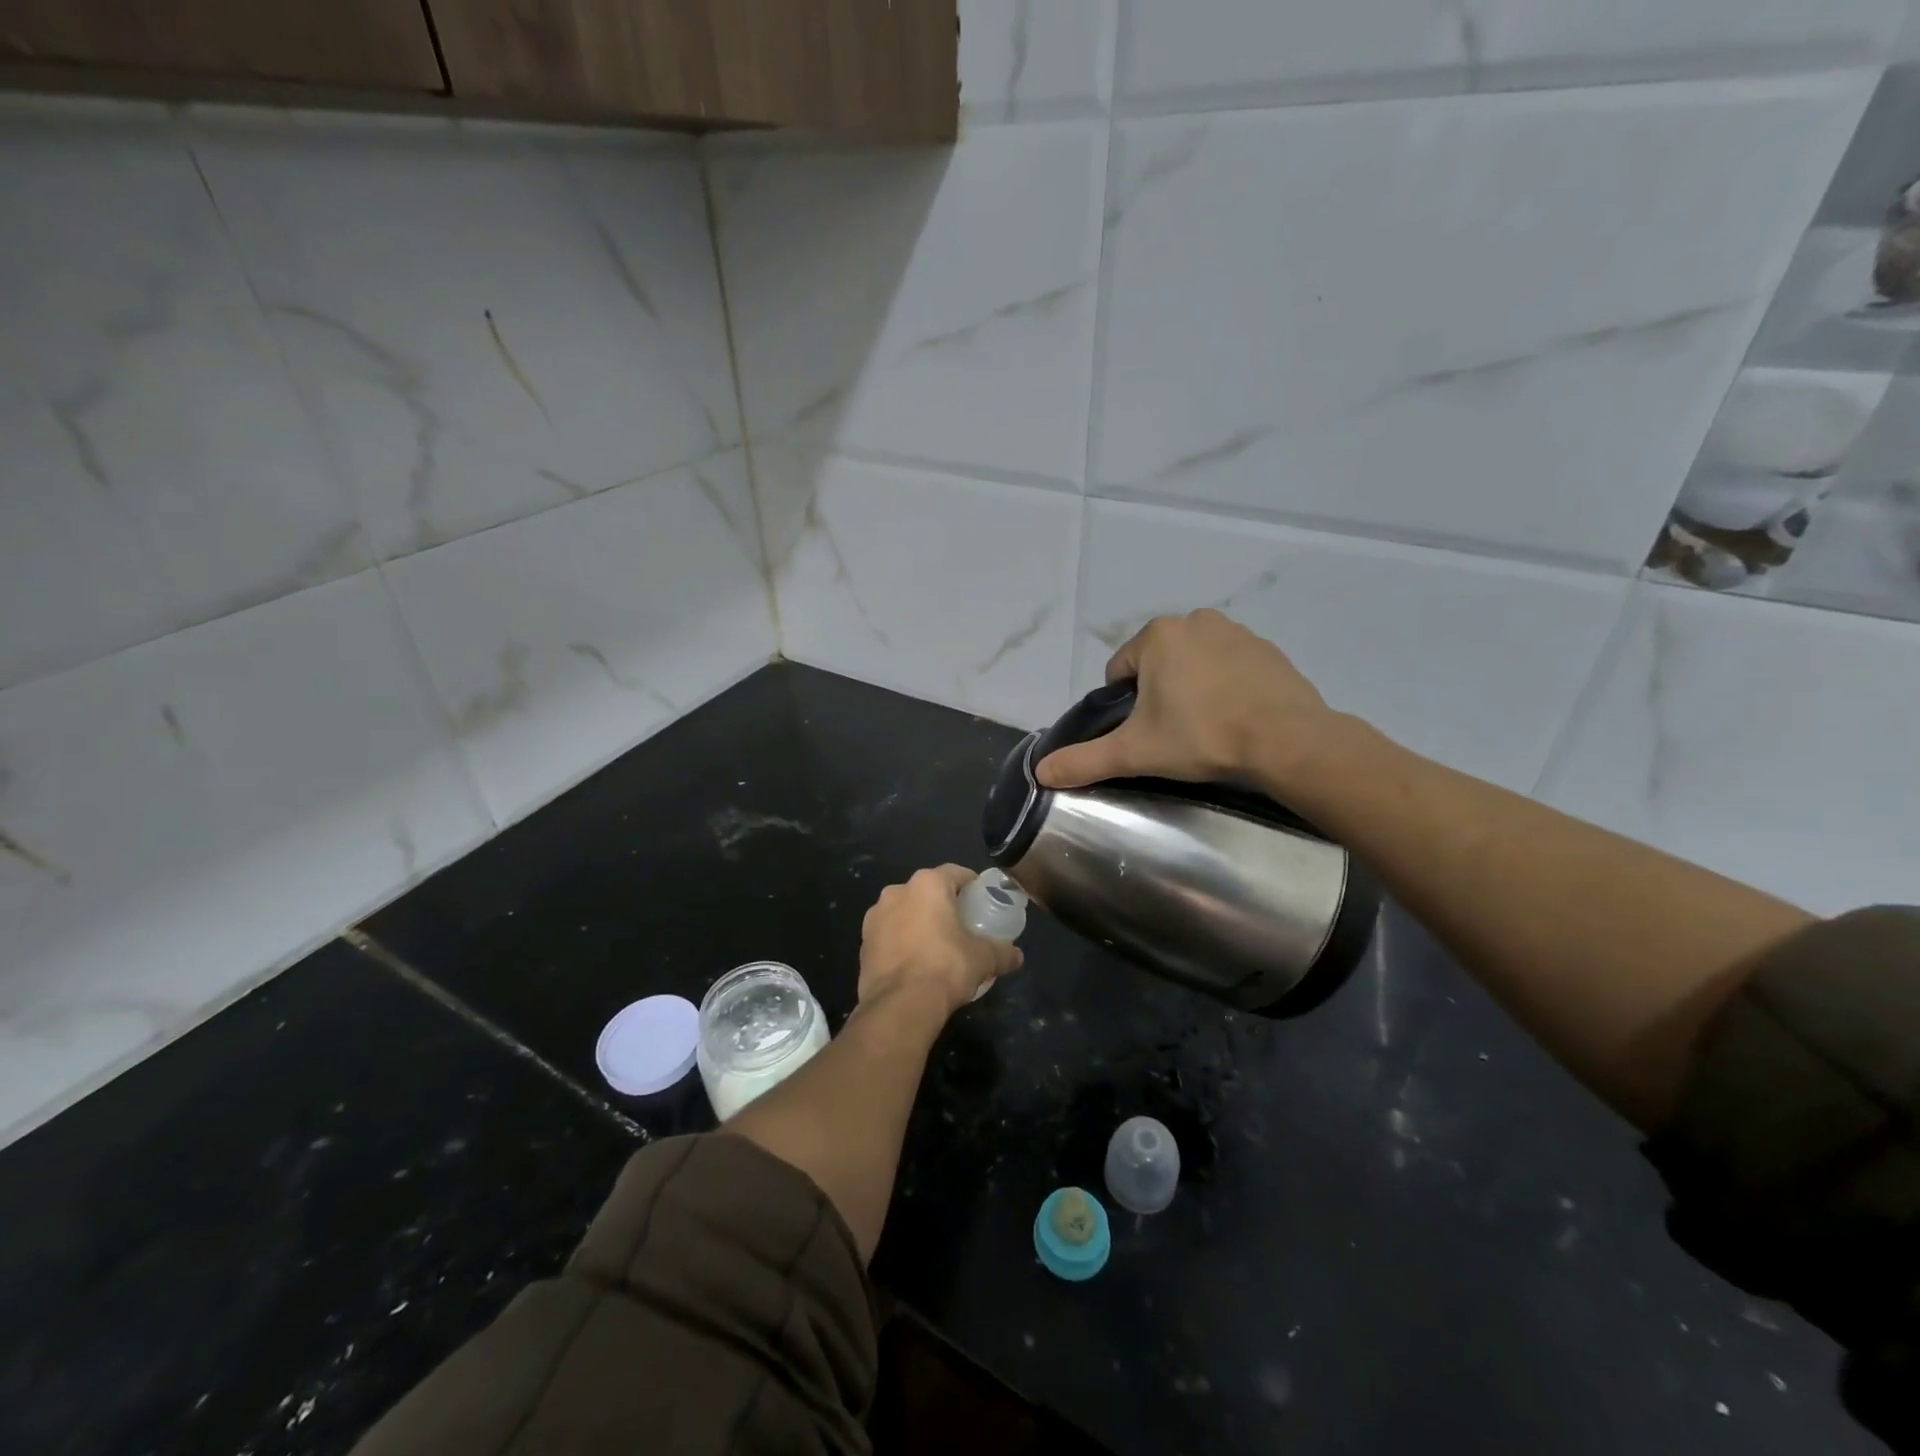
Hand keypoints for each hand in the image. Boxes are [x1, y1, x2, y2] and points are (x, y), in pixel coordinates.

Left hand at [859, 865, 1023, 1017]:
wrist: (899, 1005)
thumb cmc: (946, 967)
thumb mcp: (984, 959)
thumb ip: (1002, 952)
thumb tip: (1016, 956)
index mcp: (927, 885)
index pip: (955, 873)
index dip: (971, 885)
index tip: (982, 900)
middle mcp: (896, 892)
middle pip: (927, 891)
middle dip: (943, 905)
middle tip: (962, 925)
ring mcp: (874, 918)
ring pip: (904, 912)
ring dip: (919, 923)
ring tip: (937, 947)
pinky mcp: (863, 944)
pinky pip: (889, 935)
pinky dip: (902, 942)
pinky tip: (915, 964)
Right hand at [1036, 610, 1347, 794]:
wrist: (1287, 740)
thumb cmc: (1202, 736)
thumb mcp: (1135, 752)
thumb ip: (1084, 760)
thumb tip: (1040, 772)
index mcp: (1157, 635)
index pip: (1119, 672)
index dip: (1124, 707)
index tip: (1145, 734)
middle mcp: (1194, 620)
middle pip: (1156, 665)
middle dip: (1158, 696)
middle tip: (1174, 735)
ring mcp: (1235, 631)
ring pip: (1193, 664)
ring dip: (1190, 690)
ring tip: (1206, 729)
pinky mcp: (1267, 649)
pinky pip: (1229, 666)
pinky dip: (1224, 687)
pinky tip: (1234, 717)